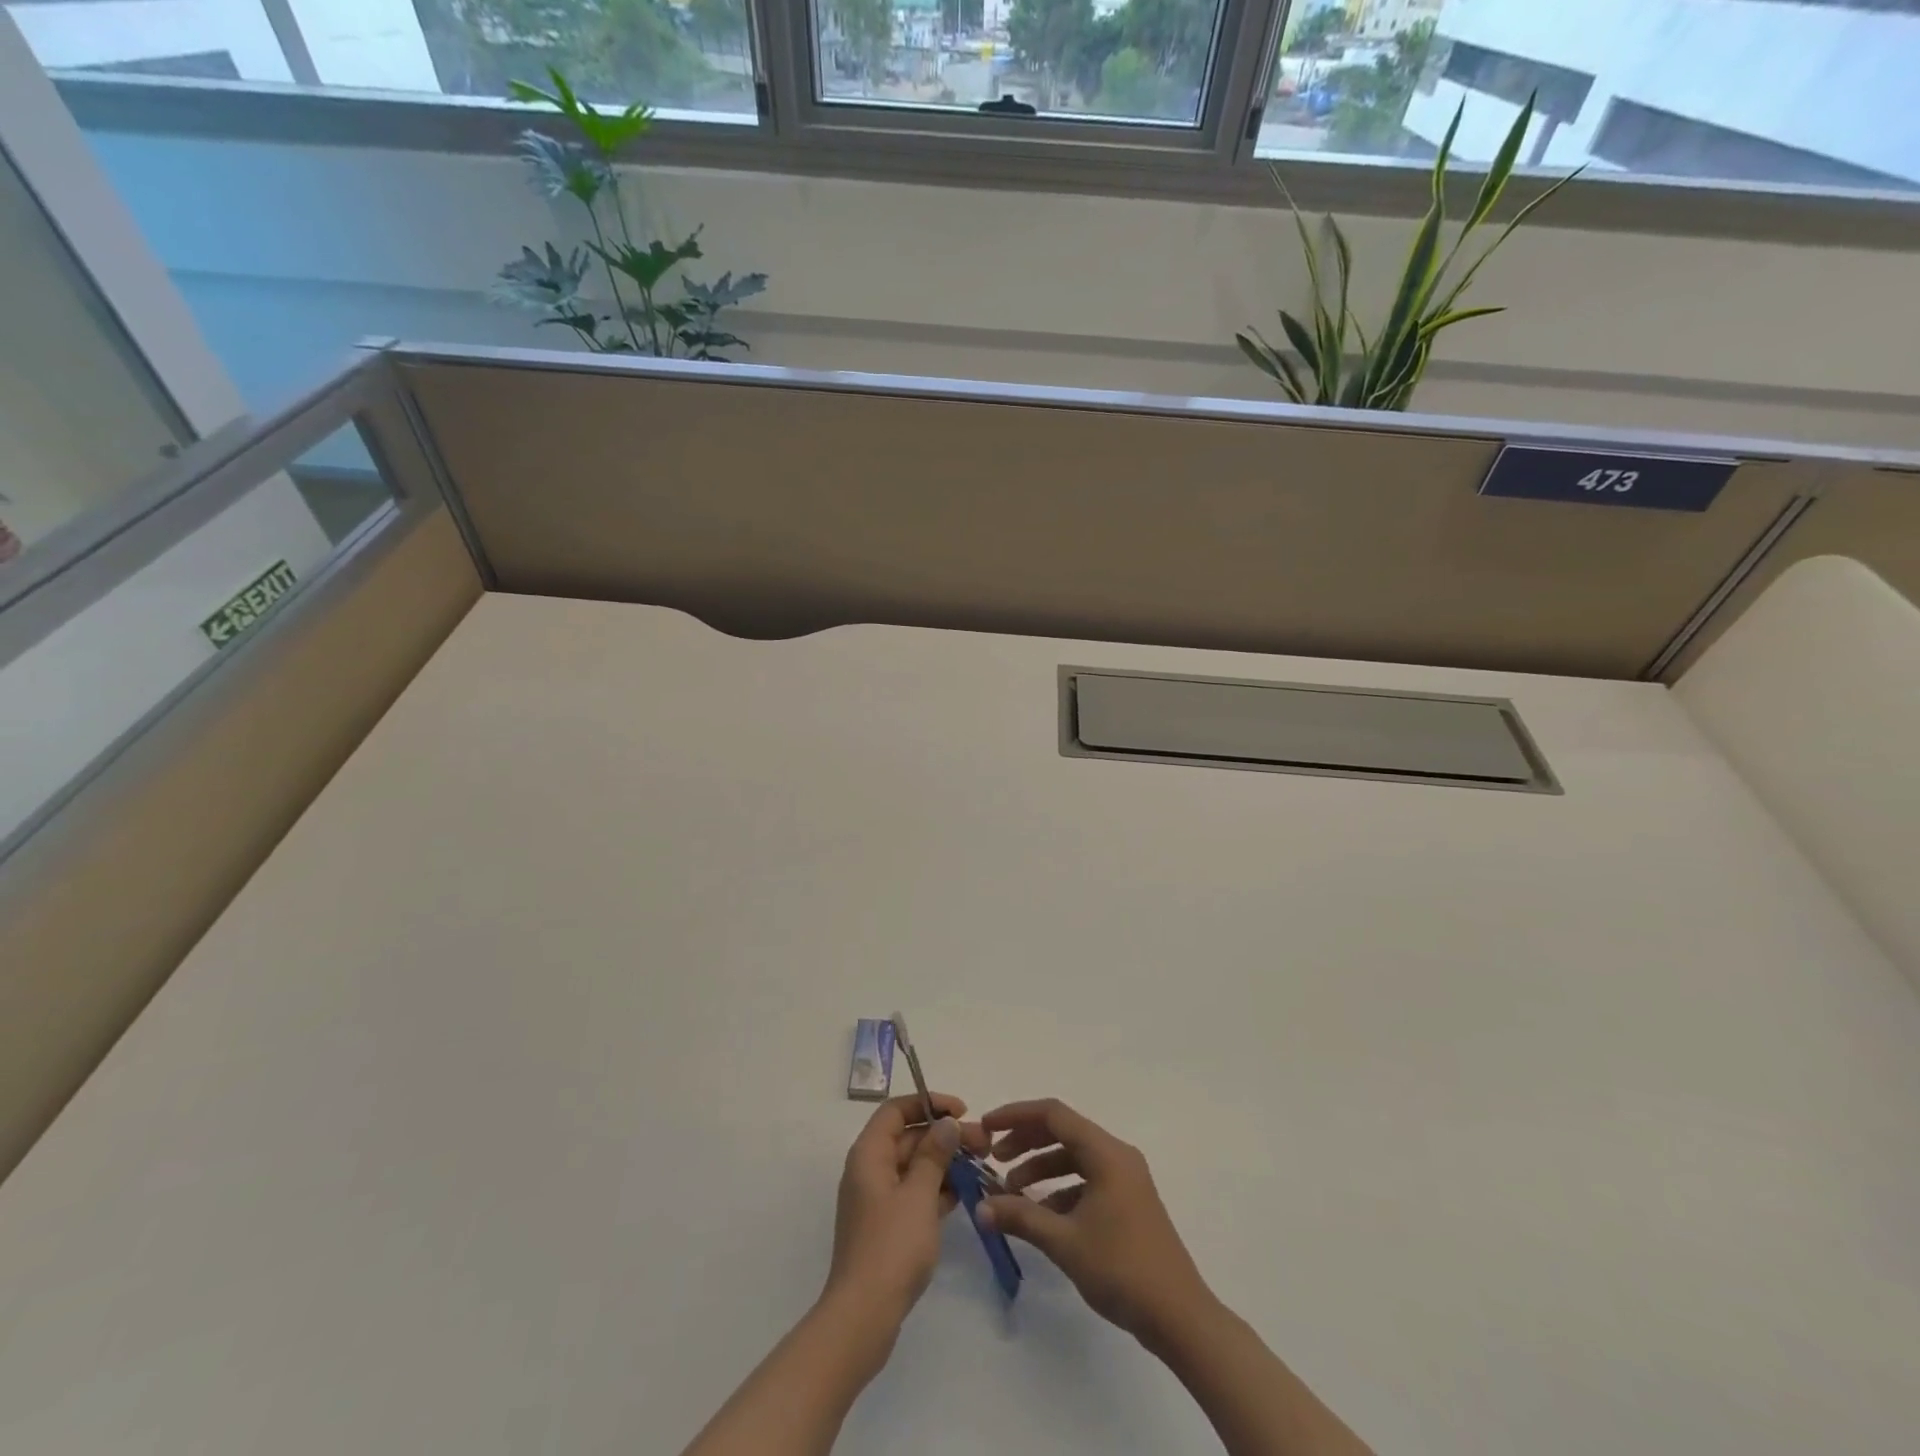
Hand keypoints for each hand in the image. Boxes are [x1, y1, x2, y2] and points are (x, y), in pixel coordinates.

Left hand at [823, 1092, 985, 1327]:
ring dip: (945, 1163)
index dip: (929, 1103)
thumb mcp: (919, 1195)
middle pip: (909, 1137)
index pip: (896, 1110)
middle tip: (984, 1143)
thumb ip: (934, 1154)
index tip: (962, 1111)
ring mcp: (877, 1199)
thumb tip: (946, 1124)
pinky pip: (914, 1193)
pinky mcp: (886, 1226)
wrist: (863, 1317)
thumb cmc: (891, 1247)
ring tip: (981, 1166)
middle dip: (945, 1136)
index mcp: (869, 1154)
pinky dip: (937, 1189)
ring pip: (914, 1166)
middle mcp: (869, 1169)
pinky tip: (964, 1195)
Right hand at [978, 1098, 1214, 1346]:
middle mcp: (1117, 1155)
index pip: (1054, 1114)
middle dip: (1026, 1142)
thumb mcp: (1064, 1242)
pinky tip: (1041, 1215)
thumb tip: (980, 1207)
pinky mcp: (1128, 1201)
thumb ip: (1021, 1217)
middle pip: (1064, 1132)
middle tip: (994, 1160)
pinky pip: (1087, 1179)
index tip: (986, 1127)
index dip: (1016, 1115)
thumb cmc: (1122, 1269)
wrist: (1179, 1317)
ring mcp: (1126, 1178)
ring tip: (1011, 1191)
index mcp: (1106, 1153)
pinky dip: (1060, 1189)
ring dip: (1041, 1168)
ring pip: (1074, 1157)